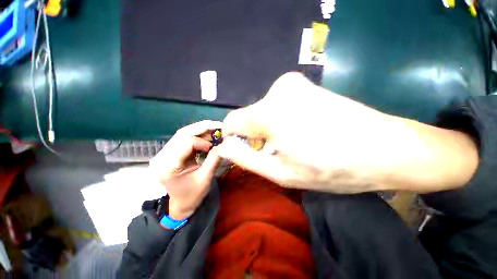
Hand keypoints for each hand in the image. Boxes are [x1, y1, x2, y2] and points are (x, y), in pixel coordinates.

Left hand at [149, 120, 221, 219]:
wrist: (180, 204)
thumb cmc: (192, 195)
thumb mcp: (205, 178)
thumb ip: (214, 159)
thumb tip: (224, 144)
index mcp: (168, 166)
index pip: (186, 142)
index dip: (203, 141)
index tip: (214, 146)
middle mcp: (162, 156)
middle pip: (183, 133)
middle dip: (203, 128)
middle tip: (219, 126)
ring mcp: (164, 153)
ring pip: (183, 133)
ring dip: (201, 130)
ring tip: (215, 130)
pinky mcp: (170, 152)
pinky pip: (184, 138)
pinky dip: (198, 135)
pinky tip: (207, 136)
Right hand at [218, 73, 477, 192]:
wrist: (384, 149)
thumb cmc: (330, 167)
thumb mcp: (280, 172)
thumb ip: (246, 158)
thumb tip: (223, 146)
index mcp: (269, 111)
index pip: (232, 121)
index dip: (233, 138)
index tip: (245, 152)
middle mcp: (277, 90)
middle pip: (249, 117)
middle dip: (255, 136)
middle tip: (276, 153)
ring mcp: (293, 83)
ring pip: (263, 111)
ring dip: (269, 129)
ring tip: (291, 144)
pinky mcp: (304, 85)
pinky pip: (277, 105)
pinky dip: (280, 120)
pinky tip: (300, 130)